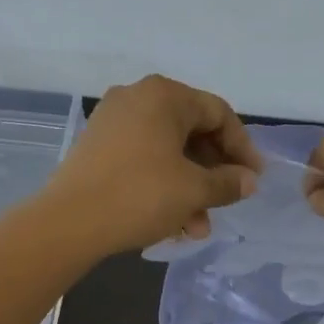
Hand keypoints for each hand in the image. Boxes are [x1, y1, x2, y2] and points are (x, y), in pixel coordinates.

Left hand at [43, 75, 262, 255]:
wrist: (69, 222)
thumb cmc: (140, 196)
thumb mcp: (194, 191)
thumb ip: (228, 182)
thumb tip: (248, 181)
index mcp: (164, 95)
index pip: (219, 114)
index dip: (242, 148)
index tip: (254, 179)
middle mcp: (137, 97)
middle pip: (192, 132)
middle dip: (213, 173)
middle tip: (227, 203)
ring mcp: (113, 120)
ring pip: (168, 151)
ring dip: (189, 187)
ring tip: (198, 227)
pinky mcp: (97, 145)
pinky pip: (144, 158)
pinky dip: (163, 184)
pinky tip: (173, 221)